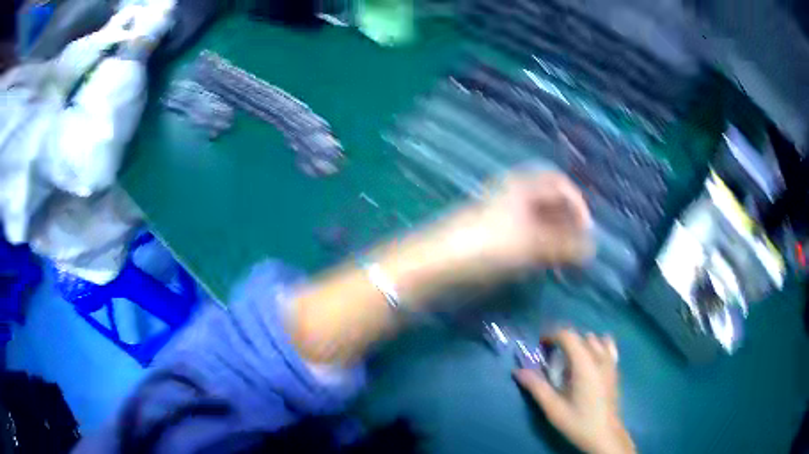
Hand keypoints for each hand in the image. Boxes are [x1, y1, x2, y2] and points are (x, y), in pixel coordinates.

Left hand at [434, 171, 592, 281]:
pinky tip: (543, 266)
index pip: (559, 183)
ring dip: (555, 239)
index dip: (577, 204)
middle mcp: (513, 196)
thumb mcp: (531, 244)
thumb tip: (591, 250)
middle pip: (549, 203)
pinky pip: (525, 238)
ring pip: (538, 222)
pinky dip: (539, 249)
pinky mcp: (492, 238)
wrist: (436, 265)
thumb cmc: (487, 246)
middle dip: (568, 224)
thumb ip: (564, 246)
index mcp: (522, 186)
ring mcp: (501, 217)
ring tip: (564, 262)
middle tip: (578, 251)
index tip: (586, 232)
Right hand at [514, 330, 634, 453]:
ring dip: (579, 344)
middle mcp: (599, 357)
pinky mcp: (615, 368)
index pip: (568, 335)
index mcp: (584, 364)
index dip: (552, 336)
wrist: (604, 434)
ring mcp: (610, 361)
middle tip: (550, 360)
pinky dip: (597, 345)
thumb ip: (537, 387)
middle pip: (579, 336)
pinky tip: (591, 359)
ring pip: (593, 339)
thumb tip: (518, 371)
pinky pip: (608, 345)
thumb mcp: (553, 408)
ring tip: (569, 362)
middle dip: (563, 342)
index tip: (540, 347)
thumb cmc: (578, 422)